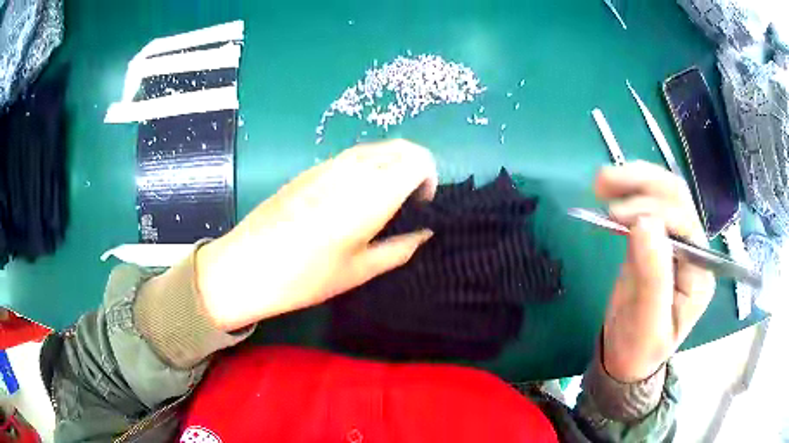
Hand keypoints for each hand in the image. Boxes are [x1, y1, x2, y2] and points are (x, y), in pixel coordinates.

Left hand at [196, 140, 437, 330]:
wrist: (247, 265)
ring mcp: (328, 165)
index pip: (417, 160)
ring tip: (384, 199)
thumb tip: (424, 233)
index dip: (429, 177)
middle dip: (415, 166)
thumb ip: (399, 248)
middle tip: (410, 199)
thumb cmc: (306, 276)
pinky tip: (354, 196)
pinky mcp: (310, 169)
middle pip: (399, 147)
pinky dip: (367, 166)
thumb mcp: (359, 271)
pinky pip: (351, 156)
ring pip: (374, 148)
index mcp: (371, 194)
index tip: (422, 204)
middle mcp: (353, 170)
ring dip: (391, 164)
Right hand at [595, 161, 715, 381]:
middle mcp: (693, 250)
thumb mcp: (647, 323)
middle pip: (677, 198)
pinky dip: (627, 193)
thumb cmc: (639, 349)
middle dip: (643, 182)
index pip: (685, 223)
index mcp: (700, 272)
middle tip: (604, 182)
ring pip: (662, 194)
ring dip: (634, 180)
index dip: (653, 210)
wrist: (627, 359)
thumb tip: (644, 223)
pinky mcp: (655, 240)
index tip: (615, 215)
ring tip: (601, 181)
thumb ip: (652, 276)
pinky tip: (608, 193)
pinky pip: (646, 207)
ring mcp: (675, 241)